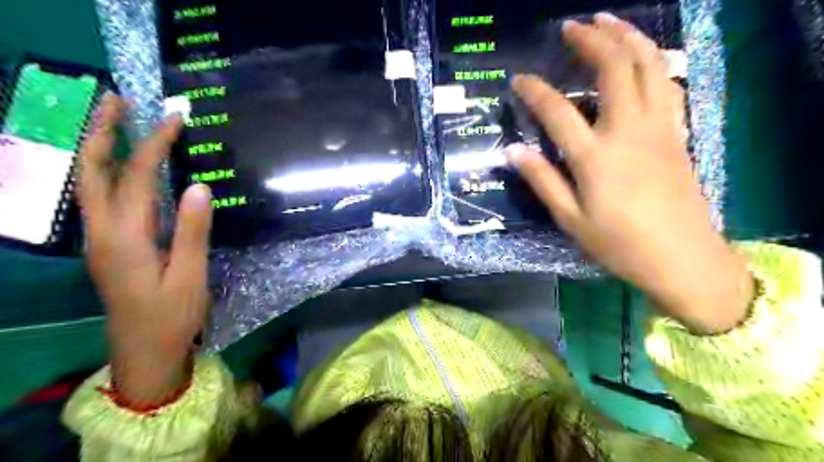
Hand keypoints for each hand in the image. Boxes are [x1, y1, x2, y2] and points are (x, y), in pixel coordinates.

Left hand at [78, 95, 213, 403]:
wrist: (144, 353)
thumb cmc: (172, 317)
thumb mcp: (190, 276)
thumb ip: (192, 231)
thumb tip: (197, 186)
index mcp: (126, 238)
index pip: (137, 178)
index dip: (155, 144)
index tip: (174, 116)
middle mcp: (103, 233)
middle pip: (92, 172)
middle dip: (102, 131)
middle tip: (117, 100)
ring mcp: (101, 241)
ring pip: (91, 184)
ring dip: (101, 149)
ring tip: (118, 122)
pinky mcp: (110, 248)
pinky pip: (104, 201)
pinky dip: (111, 173)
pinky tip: (127, 169)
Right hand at [509, 12, 751, 331]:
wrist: (682, 257)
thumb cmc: (619, 244)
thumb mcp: (571, 219)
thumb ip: (543, 181)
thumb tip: (514, 152)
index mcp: (596, 157)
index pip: (558, 111)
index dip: (535, 91)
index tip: (519, 80)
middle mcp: (628, 131)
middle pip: (615, 69)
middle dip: (592, 40)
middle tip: (571, 26)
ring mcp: (659, 128)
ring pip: (650, 66)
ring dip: (629, 38)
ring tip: (608, 23)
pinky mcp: (677, 133)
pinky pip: (668, 85)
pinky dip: (654, 62)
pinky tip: (642, 59)